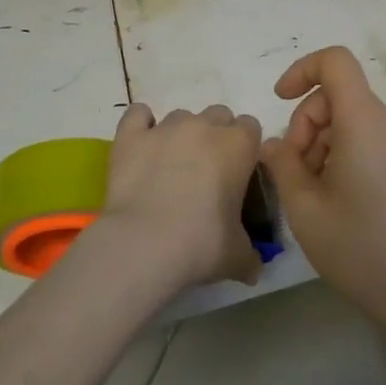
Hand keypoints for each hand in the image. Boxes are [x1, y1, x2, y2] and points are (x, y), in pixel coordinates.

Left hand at [87, 102, 263, 291]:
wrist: (144, 244)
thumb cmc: (201, 244)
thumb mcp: (237, 256)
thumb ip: (250, 255)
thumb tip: (254, 269)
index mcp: (240, 145)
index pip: (251, 128)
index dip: (244, 148)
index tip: (238, 172)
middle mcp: (205, 126)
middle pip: (218, 115)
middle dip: (215, 136)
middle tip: (207, 171)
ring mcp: (166, 127)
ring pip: (181, 116)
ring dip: (182, 134)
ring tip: (171, 167)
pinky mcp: (131, 136)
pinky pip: (138, 115)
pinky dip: (141, 125)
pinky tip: (142, 145)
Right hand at [260, 47, 385, 315]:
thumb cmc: (358, 245)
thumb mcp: (304, 205)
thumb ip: (282, 164)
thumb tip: (274, 144)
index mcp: (364, 120)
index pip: (335, 62)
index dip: (301, 70)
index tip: (279, 101)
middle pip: (338, 95)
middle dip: (305, 123)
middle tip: (294, 172)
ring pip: (350, 120)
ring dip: (320, 143)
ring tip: (312, 193)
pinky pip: (367, 140)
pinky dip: (341, 154)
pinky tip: (334, 199)